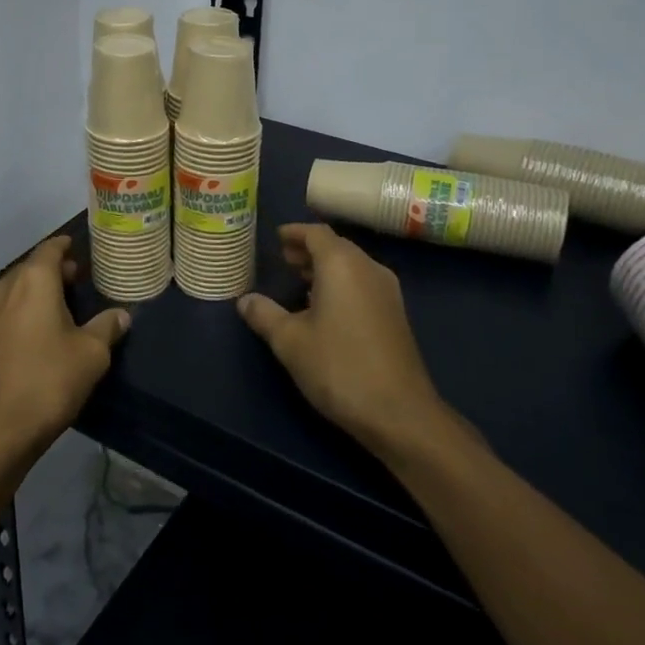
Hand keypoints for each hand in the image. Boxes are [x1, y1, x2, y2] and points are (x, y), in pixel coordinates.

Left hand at [0, 235, 130, 473]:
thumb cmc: (48, 380)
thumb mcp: (91, 354)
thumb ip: (106, 327)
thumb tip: (122, 315)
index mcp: (33, 280)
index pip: (50, 249)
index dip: (65, 246)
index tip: (78, 247)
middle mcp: (5, 288)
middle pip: (31, 268)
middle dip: (53, 271)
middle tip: (77, 278)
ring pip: (15, 290)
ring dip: (36, 291)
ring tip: (61, 305)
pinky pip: (5, 312)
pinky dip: (22, 311)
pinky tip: (38, 331)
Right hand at [238, 224, 467, 459]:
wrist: (399, 412)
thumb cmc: (339, 367)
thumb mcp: (290, 341)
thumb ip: (264, 315)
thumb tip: (244, 299)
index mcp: (342, 264)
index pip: (316, 233)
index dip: (295, 232)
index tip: (276, 237)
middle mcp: (368, 268)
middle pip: (336, 246)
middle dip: (309, 250)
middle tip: (284, 259)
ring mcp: (387, 292)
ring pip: (352, 266)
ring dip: (326, 268)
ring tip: (299, 281)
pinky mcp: (395, 315)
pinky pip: (363, 284)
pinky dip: (341, 284)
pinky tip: (325, 307)